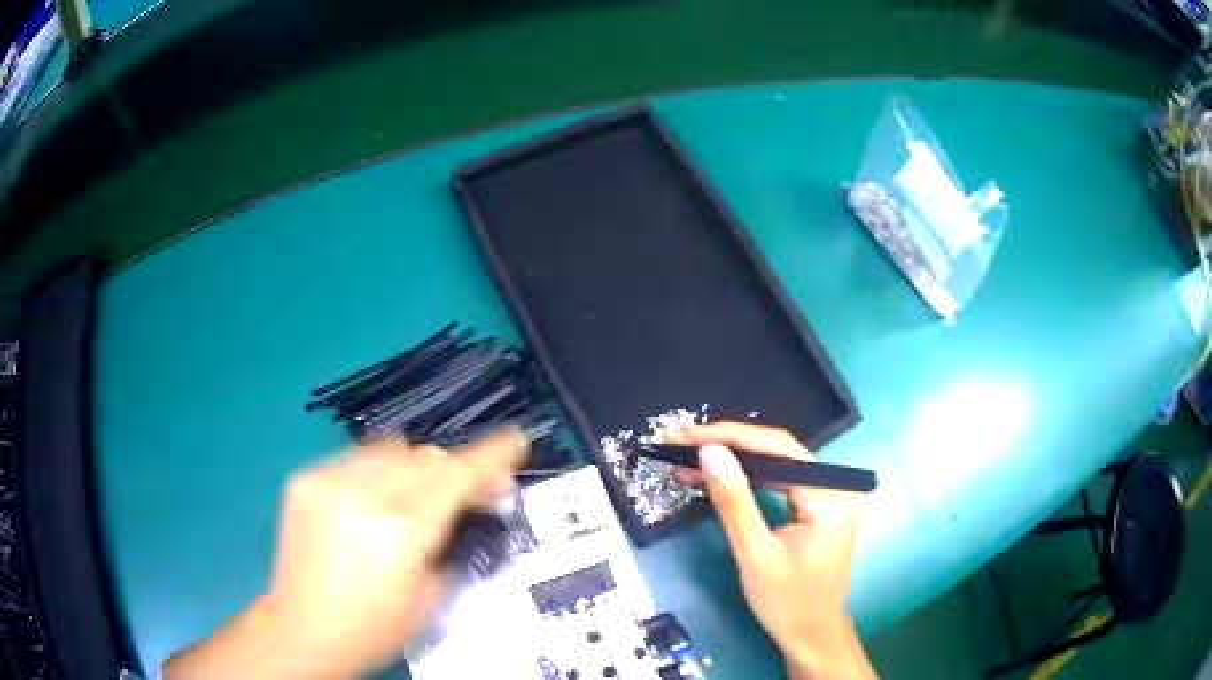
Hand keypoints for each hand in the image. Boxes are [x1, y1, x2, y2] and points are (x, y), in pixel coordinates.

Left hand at [165, 430, 527, 678]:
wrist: (302, 631)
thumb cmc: (374, 629)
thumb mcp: (431, 598)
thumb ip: (454, 541)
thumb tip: (476, 502)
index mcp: (400, 532)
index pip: (456, 476)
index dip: (491, 455)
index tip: (516, 441)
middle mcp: (362, 495)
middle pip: (426, 457)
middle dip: (456, 469)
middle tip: (472, 489)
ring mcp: (327, 481)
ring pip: (392, 449)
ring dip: (417, 467)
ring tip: (420, 495)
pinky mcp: (304, 479)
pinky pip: (356, 458)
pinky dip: (379, 471)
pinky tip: (377, 499)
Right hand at [665, 423, 875, 679]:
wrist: (811, 636)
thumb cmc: (787, 602)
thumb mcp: (755, 554)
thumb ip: (734, 501)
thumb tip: (709, 451)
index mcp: (830, 493)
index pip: (777, 448)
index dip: (729, 437)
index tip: (685, 435)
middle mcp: (835, 484)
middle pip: (776, 450)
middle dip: (726, 446)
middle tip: (679, 444)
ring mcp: (827, 494)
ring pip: (774, 463)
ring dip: (732, 460)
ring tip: (687, 459)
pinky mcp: (815, 505)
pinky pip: (778, 480)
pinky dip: (746, 478)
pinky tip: (717, 477)